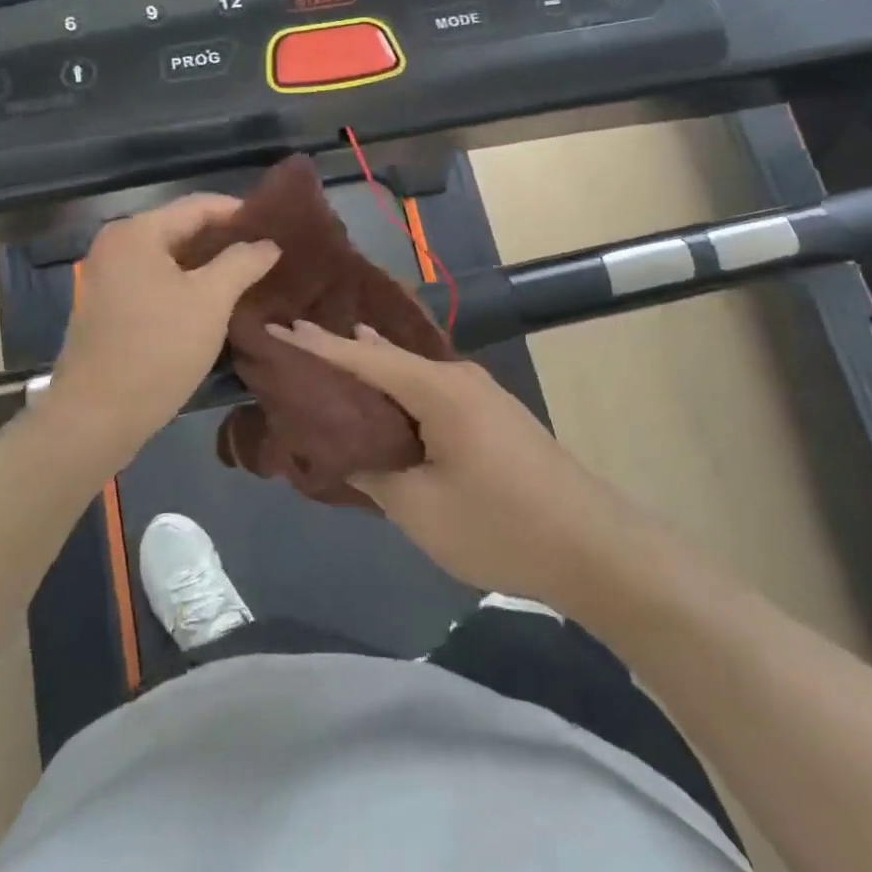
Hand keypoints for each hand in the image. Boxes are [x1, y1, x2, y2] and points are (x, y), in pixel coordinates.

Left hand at [49, 195, 279, 462]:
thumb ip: (242, 262)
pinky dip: (183, 282)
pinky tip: (212, 297)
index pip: (198, 205)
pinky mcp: (106, 305)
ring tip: (246, 272)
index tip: (274, 224)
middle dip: (223, 238)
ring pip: (167, 257)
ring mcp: (106, 276)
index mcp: (136, 232)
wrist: (96, 417)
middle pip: (180, 228)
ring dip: (206, 262)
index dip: (238, 211)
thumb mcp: (211, 301)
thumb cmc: (158, 349)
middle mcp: (115, 244)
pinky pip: (153, 279)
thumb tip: (268, 244)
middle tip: (265, 250)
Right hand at [268, 320, 626, 605]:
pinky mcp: (492, 415)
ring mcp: (480, 394)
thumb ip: (373, 474)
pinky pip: (431, 391)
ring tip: (332, 359)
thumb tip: (344, 452)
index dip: (316, 344)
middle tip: (296, 342)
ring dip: (373, 370)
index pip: (363, 357)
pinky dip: (399, 391)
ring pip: (412, 373)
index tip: (278, 325)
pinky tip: (385, 400)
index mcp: (437, 389)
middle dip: (342, 350)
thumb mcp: (421, 509)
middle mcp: (458, 377)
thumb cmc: (501, 525)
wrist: (594, 546)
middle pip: (387, 356)